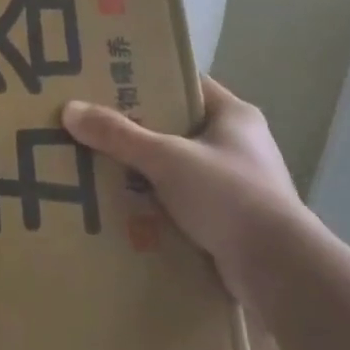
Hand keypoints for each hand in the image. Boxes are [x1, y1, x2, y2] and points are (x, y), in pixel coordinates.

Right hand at [62, 76, 312, 298]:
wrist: (279, 270)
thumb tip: (71, 110)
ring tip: (99, 167)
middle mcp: (240, 144)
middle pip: (178, 127)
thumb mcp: (166, 158)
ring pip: (179, 167)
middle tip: (93, 126)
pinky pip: (185, 202)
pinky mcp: (232, 220)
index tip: (108, 82)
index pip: (186, 84)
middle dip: (138, 130)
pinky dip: (159, 203)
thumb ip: (119, 135)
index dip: (149, 80)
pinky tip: (124, 208)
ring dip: (146, 171)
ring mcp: (238, 184)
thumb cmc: (228, 196)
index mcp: (235, 115)